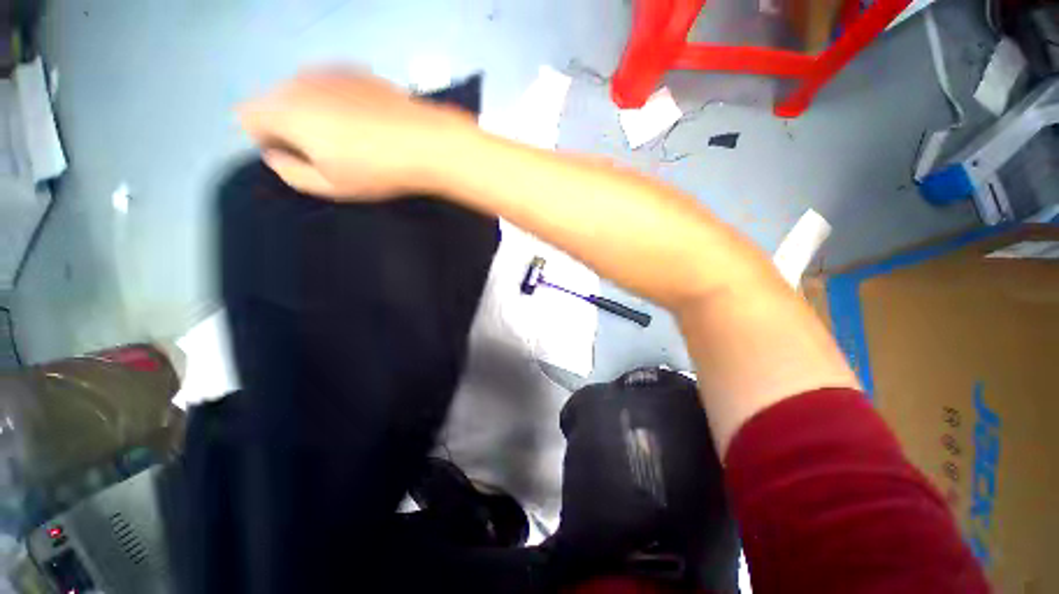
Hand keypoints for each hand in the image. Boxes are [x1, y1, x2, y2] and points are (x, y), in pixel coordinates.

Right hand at [237, 68, 480, 199]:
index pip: (248, 118)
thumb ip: (291, 173)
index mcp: (284, 109)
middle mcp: (299, 80)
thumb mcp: (331, 186)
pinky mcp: (358, 70)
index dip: (268, 140)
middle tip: (330, 152)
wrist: (427, 143)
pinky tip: (368, 122)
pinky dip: (339, 102)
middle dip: (291, 125)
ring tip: (354, 138)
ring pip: (304, 91)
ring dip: (316, 112)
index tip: (300, 157)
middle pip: (276, 101)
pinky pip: (332, 86)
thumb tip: (275, 156)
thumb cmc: (377, 170)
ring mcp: (330, 70)